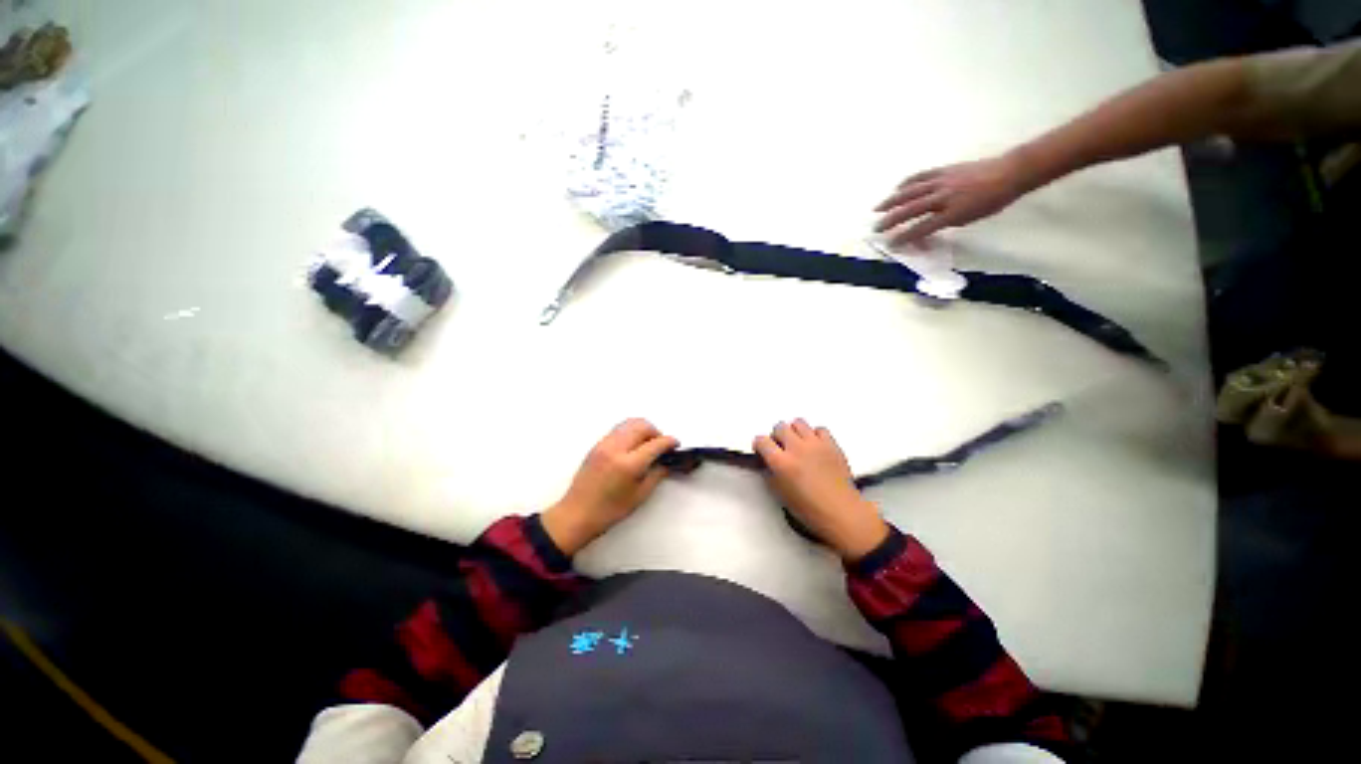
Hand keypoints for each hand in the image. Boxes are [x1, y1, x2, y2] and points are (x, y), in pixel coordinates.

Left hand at [542, 418, 678, 554]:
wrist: (576, 514)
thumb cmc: (610, 511)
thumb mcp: (639, 496)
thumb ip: (656, 474)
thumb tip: (667, 462)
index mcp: (628, 464)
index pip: (655, 444)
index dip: (669, 442)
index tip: (675, 444)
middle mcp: (616, 448)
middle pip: (642, 426)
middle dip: (655, 432)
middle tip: (660, 445)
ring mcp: (604, 444)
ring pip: (629, 423)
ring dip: (642, 429)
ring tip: (647, 444)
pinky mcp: (597, 445)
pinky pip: (618, 429)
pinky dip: (630, 432)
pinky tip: (632, 447)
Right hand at [754, 419, 887, 560]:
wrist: (841, 512)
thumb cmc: (808, 508)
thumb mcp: (780, 493)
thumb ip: (770, 473)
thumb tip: (766, 461)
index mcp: (781, 463)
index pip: (762, 441)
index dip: (759, 445)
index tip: (762, 451)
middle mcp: (796, 448)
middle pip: (780, 427)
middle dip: (776, 436)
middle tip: (780, 447)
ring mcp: (815, 444)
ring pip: (798, 423)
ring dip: (794, 431)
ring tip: (798, 443)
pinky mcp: (832, 444)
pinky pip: (819, 429)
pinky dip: (814, 434)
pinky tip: (814, 446)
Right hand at [873, 154, 1026, 246]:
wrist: (1010, 172)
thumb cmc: (993, 201)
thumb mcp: (968, 219)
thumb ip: (944, 224)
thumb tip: (926, 231)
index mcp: (952, 212)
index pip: (921, 228)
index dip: (905, 238)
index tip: (892, 245)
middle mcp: (943, 197)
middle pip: (910, 210)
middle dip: (891, 220)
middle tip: (876, 228)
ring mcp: (941, 181)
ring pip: (911, 192)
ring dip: (892, 201)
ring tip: (877, 208)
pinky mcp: (944, 170)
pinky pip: (921, 177)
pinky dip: (907, 183)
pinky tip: (898, 188)